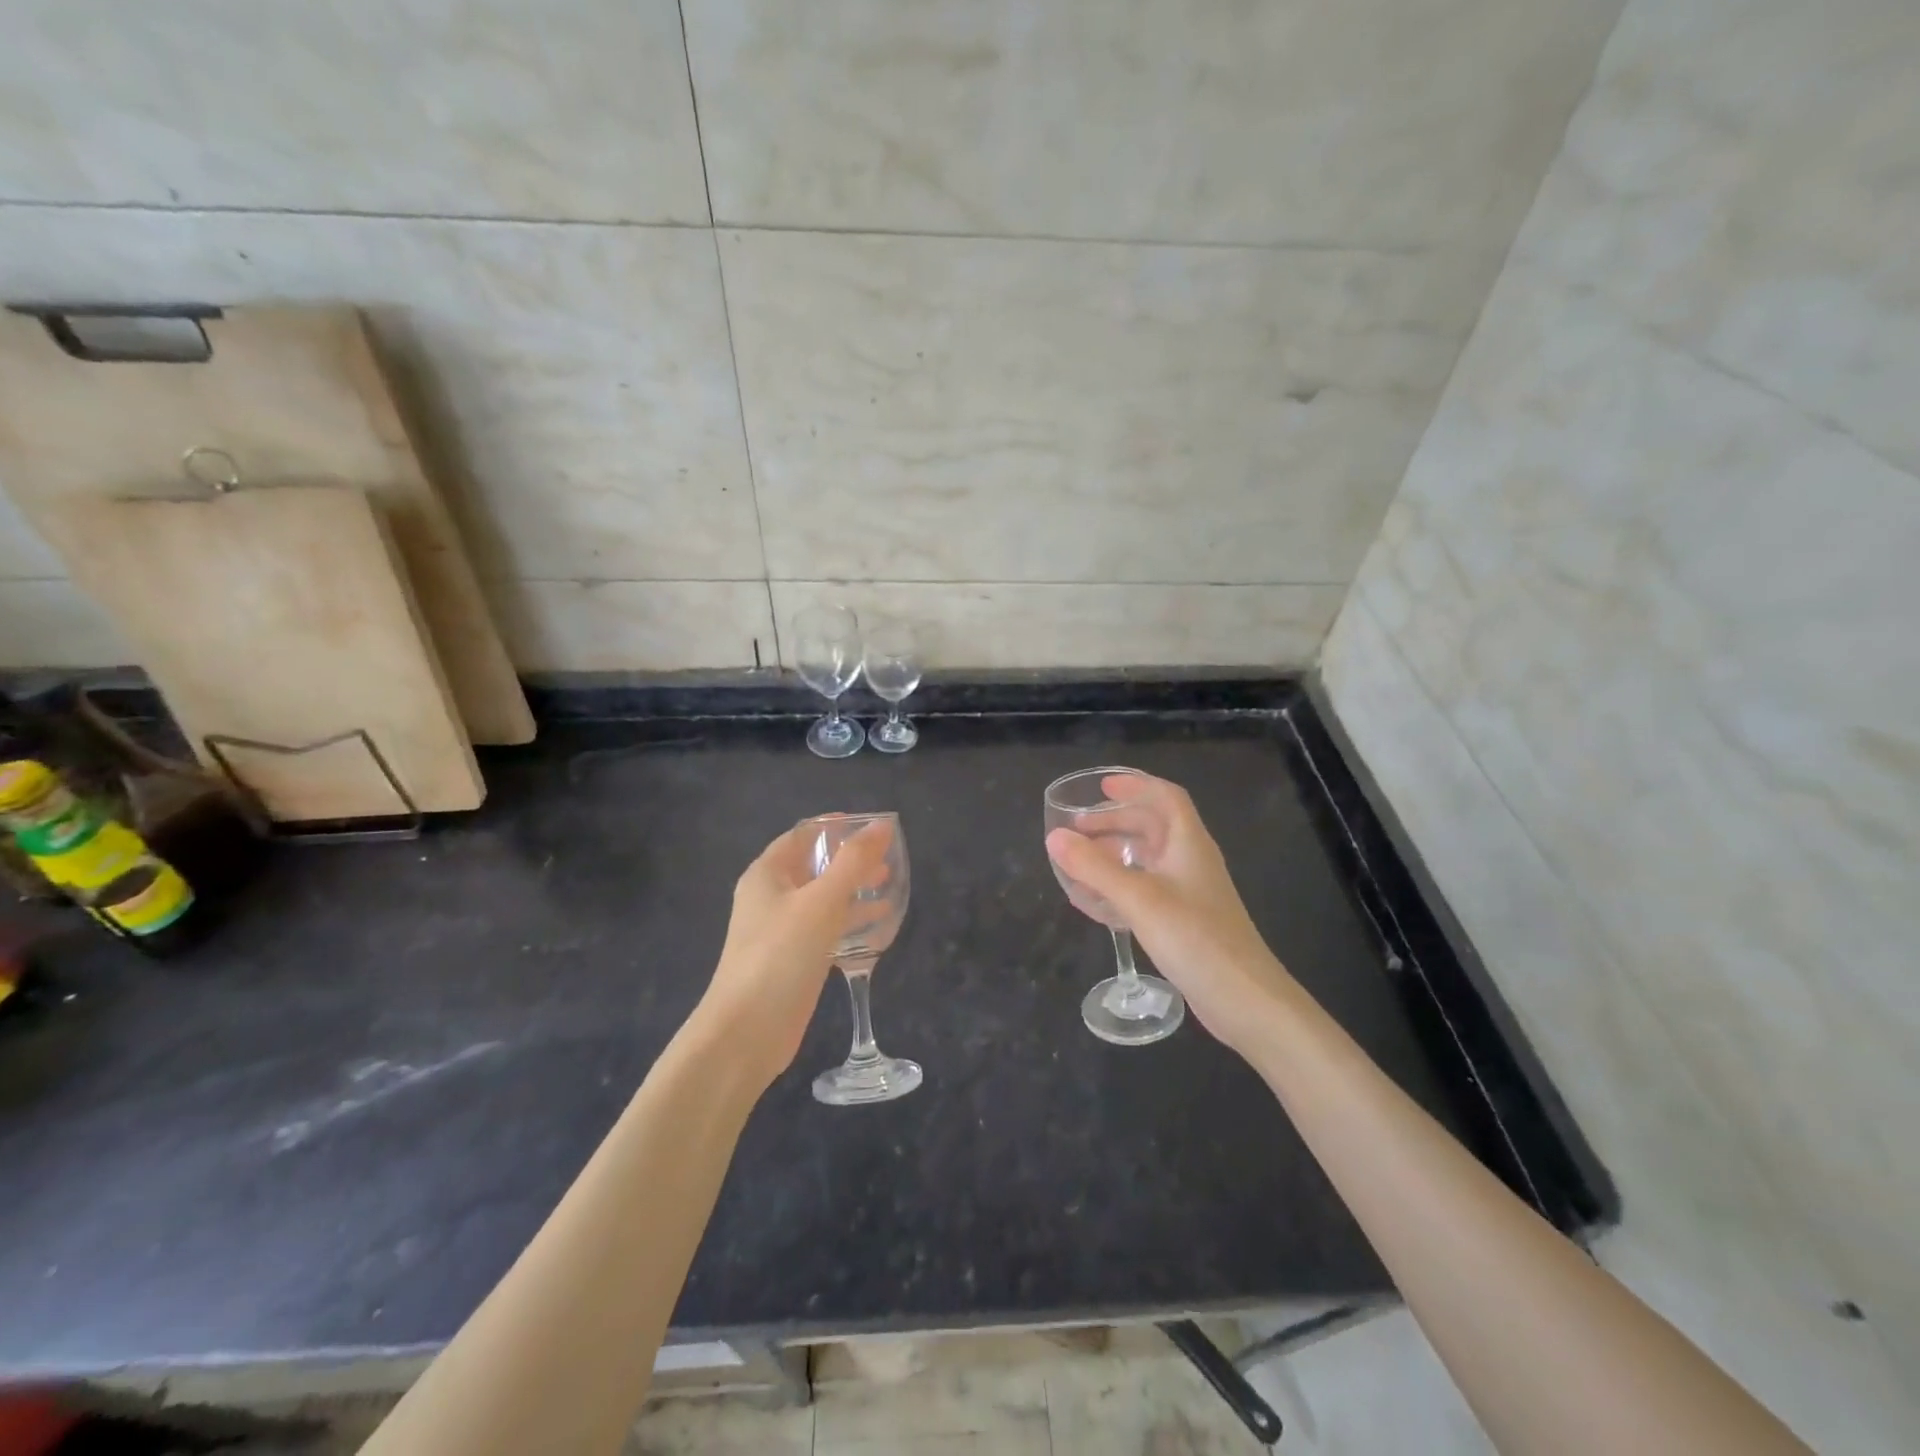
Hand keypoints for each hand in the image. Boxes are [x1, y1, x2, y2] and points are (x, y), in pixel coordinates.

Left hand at [692, 817, 890, 1091]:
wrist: (746, 1032)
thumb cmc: (780, 955)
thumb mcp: (822, 902)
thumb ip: (853, 862)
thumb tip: (881, 825)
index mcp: (767, 874)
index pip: (803, 835)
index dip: (836, 827)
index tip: (873, 828)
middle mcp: (770, 897)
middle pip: (814, 867)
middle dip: (850, 861)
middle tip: (888, 861)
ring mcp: (780, 931)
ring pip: (821, 900)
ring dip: (853, 892)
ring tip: (889, 889)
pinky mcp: (792, 960)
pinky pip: (824, 930)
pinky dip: (848, 922)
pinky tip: (876, 928)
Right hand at [1046, 774, 1296, 1058]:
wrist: (1244, 999)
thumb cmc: (1195, 938)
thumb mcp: (1139, 898)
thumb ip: (1094, 867)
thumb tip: (1055, 837)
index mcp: (1189, 843)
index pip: (1166, 797)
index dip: (1136, 786)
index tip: (1101, 788)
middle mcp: (1191, 861)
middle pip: (1153, 827)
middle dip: (1115, 822)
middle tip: (1078, 829)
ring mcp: (1190, 893)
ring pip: (1149, 860)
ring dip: (1116, 854)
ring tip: (1081, 862)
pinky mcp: (1186, 922)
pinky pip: (1148, 890)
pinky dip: (1121, 886)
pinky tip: (1099, 903)